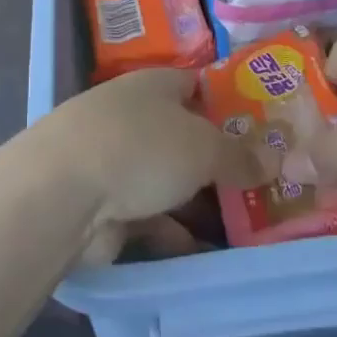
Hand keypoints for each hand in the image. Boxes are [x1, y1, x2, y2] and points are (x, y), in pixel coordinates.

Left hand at [27, 66, 269, 233]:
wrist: (64, 193)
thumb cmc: (140, 148)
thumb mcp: (202, 146)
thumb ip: (239, 155)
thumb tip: (273, 159)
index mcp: (154, 85)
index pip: (197, 85)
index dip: (228, 104)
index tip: (264, 130)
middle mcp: (135, 115)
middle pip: (185, 135)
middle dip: (219, 160)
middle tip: (264, 185)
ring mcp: (117, 159)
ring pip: (170, 178)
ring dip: (199, 201)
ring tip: (246, 226)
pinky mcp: (106, 203)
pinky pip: (152, 215)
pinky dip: (175, 232)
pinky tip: (205, 251)